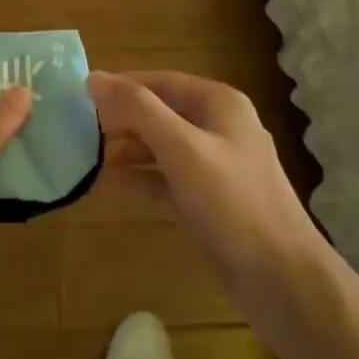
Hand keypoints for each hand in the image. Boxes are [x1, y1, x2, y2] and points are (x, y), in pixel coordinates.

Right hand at [88, 70, 327, 335]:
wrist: (283, 281)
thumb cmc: (232, 203)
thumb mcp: (182, 149)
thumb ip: (138, 110)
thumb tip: (94, 77)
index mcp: (219, 104)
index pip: (160, 81)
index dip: (121, 86)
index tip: (79, 96)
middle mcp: (219, 127)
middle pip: (160, 112)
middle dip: (120, 120)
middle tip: (75, 131)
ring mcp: (215, 166)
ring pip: (161, 147)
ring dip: (125, 150)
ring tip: (83, 158)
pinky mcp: (209, 201)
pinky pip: (166, 179)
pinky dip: (139, 179)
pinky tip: (106, 185)